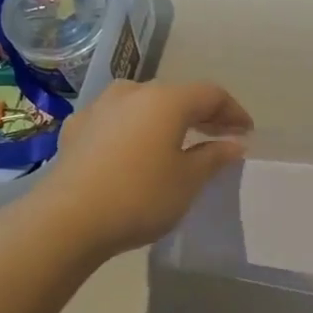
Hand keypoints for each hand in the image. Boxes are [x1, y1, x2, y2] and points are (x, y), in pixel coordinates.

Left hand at [37, 80, 252, 255]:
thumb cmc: (139, 197)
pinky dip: (133, 130)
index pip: (211, 95)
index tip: (246, 133)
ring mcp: (99, 107)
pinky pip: (115, 121)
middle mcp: (133, 92)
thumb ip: (214, 156)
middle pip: (177, 96)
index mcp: (167, 99)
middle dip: (200, 115)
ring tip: (175, 142)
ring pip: (143, 105)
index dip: (233, 112)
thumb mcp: (188, 181)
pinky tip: (133, 150)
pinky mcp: (75, 129)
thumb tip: (234, 143)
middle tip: (218, 137)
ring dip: (164, 120)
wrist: (66, 220)